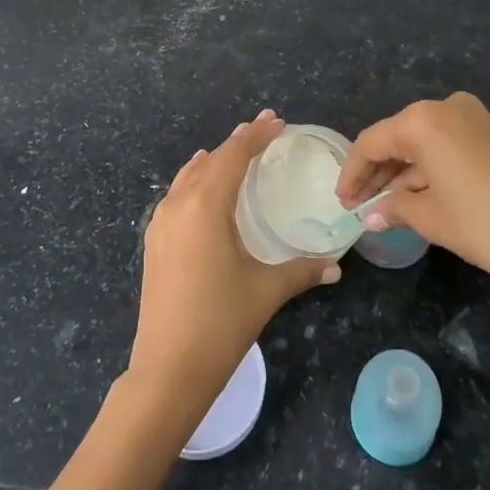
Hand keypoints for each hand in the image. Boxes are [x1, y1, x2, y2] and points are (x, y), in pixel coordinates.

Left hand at [127, 110, 339, 414]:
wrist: (167, 369)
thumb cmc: (220, 323)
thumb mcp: (266, 291)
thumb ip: (302, 270)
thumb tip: (335, 265)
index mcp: (206, 206)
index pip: (233, 155)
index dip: (256, 135)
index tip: (277, 120)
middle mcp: (179, 204)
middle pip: (211, 160)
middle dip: (238, 143)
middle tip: (265, 131)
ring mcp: (161, 222)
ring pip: (189, 175)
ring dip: (214, 160)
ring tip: (236, 151)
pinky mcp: (153, 241)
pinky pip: (176, 194)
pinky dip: (195, 180)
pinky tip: (204, 187)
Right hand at [336, 93, 489, 314]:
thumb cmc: (487, 227)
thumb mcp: (431, 219)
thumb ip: (394, 208)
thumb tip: (371, 215)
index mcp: (423, 120)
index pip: (372, 142)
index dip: (353, 173)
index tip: (342, 203)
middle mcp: (445, 108)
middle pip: (396, 137)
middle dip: (376, 172)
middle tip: (359, 206)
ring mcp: (472, 118)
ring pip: (421, 142)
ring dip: (402, 172)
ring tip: (384, 207)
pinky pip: (445, 145)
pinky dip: (427, 168)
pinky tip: (415, 196)